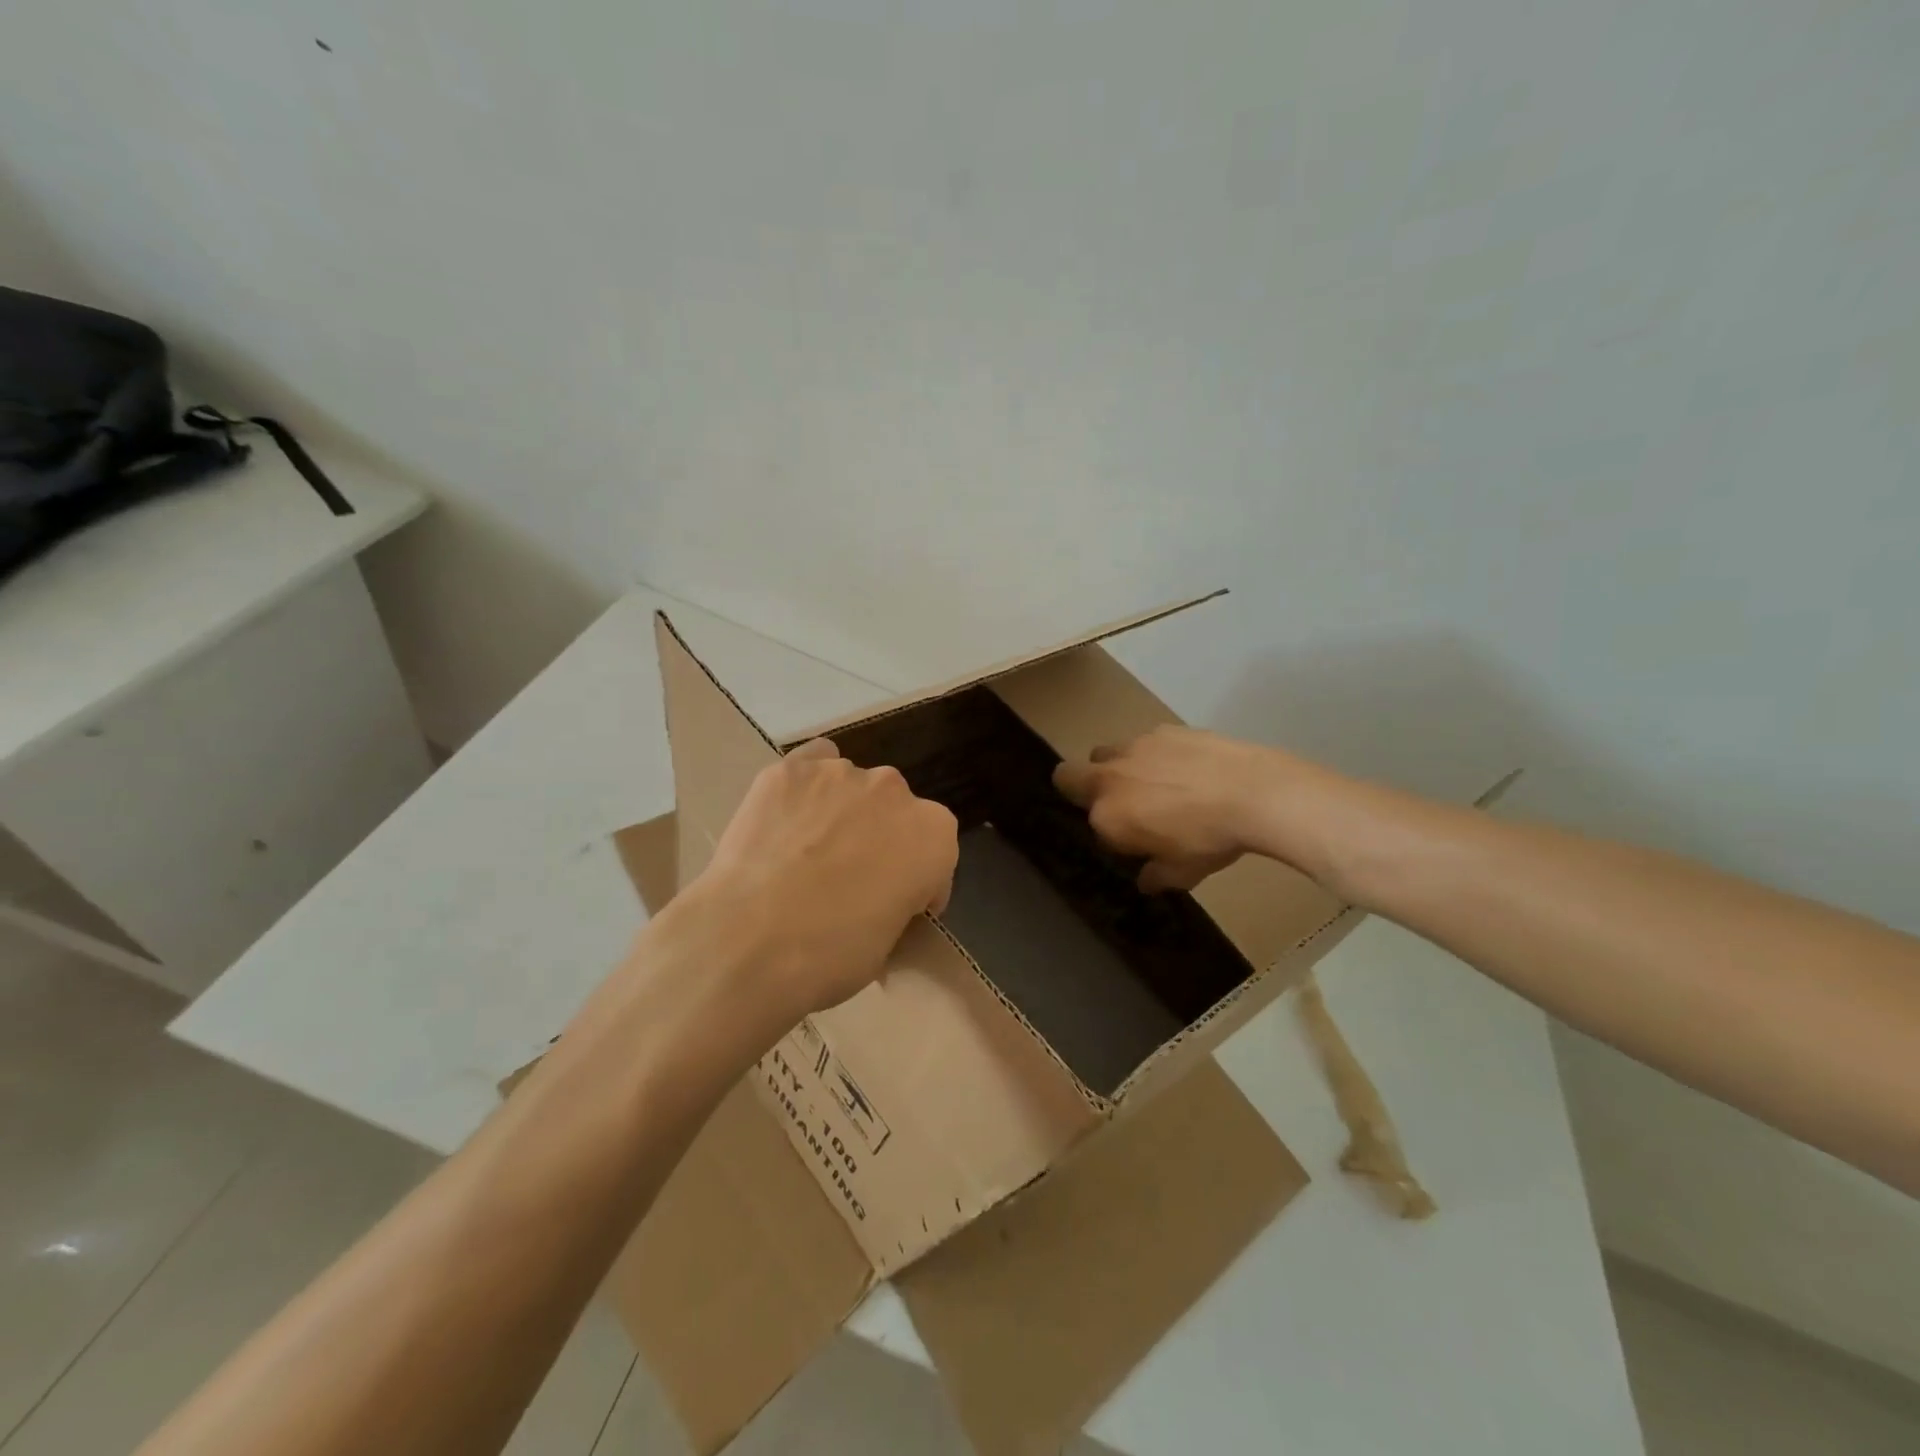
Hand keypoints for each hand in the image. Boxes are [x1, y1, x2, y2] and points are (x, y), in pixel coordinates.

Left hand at [671, 739, 958, 1026]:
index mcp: (933, 835)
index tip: (895, 906)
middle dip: (878, 839)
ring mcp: (840, 773)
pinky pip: (809, 767)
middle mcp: (895, 790)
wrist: (748, 942)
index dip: (917, 883)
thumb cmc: (830, 955)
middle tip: (847, 878)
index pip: (935, 853)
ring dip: (841, 812)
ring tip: (806, 851)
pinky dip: (804, 789)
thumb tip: (877, 900)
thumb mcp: (887, 945)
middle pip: (894, 812)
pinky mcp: (790, 769)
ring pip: (851, 786)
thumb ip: (897, 903)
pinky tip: (785, 819)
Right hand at [1054, 725, 1297, 891]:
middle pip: (1068, 775)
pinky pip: (1146, 741)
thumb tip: (1146, 880)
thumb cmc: (1210, 840)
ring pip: (1106, 753)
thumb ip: (1157, 875)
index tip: (1136, 841)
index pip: (1093, 825)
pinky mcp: (1163, 729)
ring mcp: (1135, 748)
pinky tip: (1189, 767)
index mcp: (1107, 816)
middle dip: (1082, 787)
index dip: (1112, 834)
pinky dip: (1157, 754)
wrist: (1253, 792)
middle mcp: (1110, 778)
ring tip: (1158, 782)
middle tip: (1121, 802)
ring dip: (1119, 767)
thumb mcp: (1183, 872)